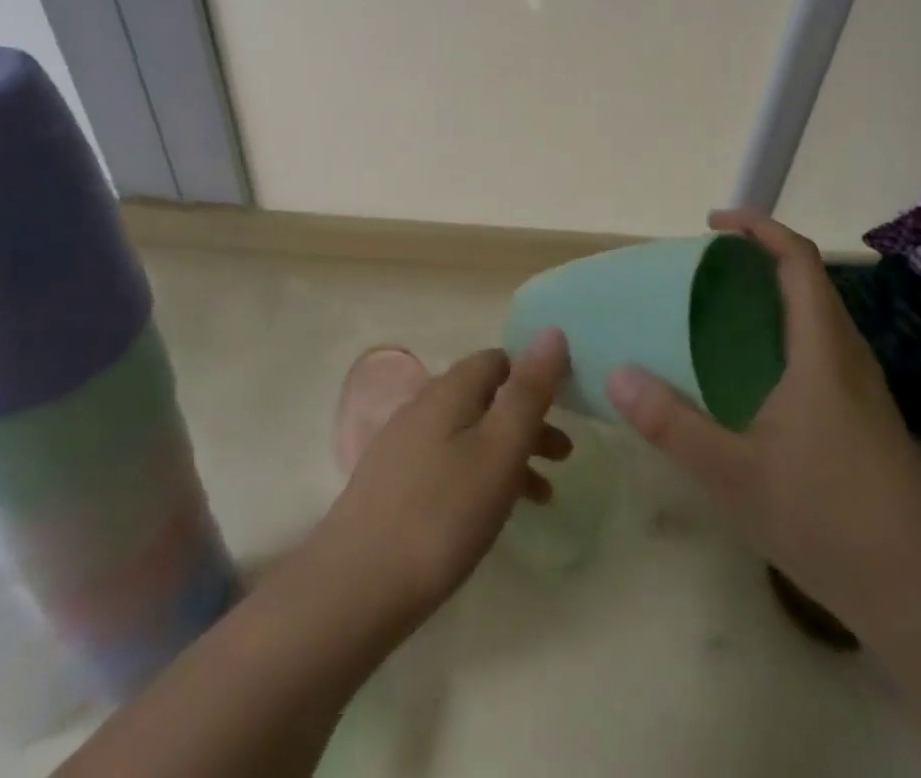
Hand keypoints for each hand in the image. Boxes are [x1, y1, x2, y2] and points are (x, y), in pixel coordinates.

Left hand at [309, 331, 572, 623]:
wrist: (354, 588)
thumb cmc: (442, 515)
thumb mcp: (500, 449)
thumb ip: (528, 391)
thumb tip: (552, 331)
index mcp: (449, 390)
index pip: (499, 360)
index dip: (534, 376)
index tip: (565, 407)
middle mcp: (423, 406)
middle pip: (485, 398)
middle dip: (528, 420)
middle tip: (564, 456)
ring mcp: (402, 445)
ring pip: (469, 434)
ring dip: (509, 453)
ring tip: (542, 496)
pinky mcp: (391, 485)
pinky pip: (448, 464)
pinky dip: (480, 476)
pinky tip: (490, 515)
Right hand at [607, 210, 920, 634]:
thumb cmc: (828, 519)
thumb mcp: (734, 475)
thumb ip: (672, 424)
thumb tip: (617, 374)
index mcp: (821, 349)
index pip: (798, 260)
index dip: (758, 228)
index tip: (713, 223)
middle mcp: (848, 355)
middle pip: (809, 281)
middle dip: (760, 259)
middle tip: (706, 270)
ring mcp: (863, 388)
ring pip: (819, 317)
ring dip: (775, 296)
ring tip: (723, 314)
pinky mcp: (867, 418)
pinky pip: (822, 349)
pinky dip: (786, 333)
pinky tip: (756, 378)